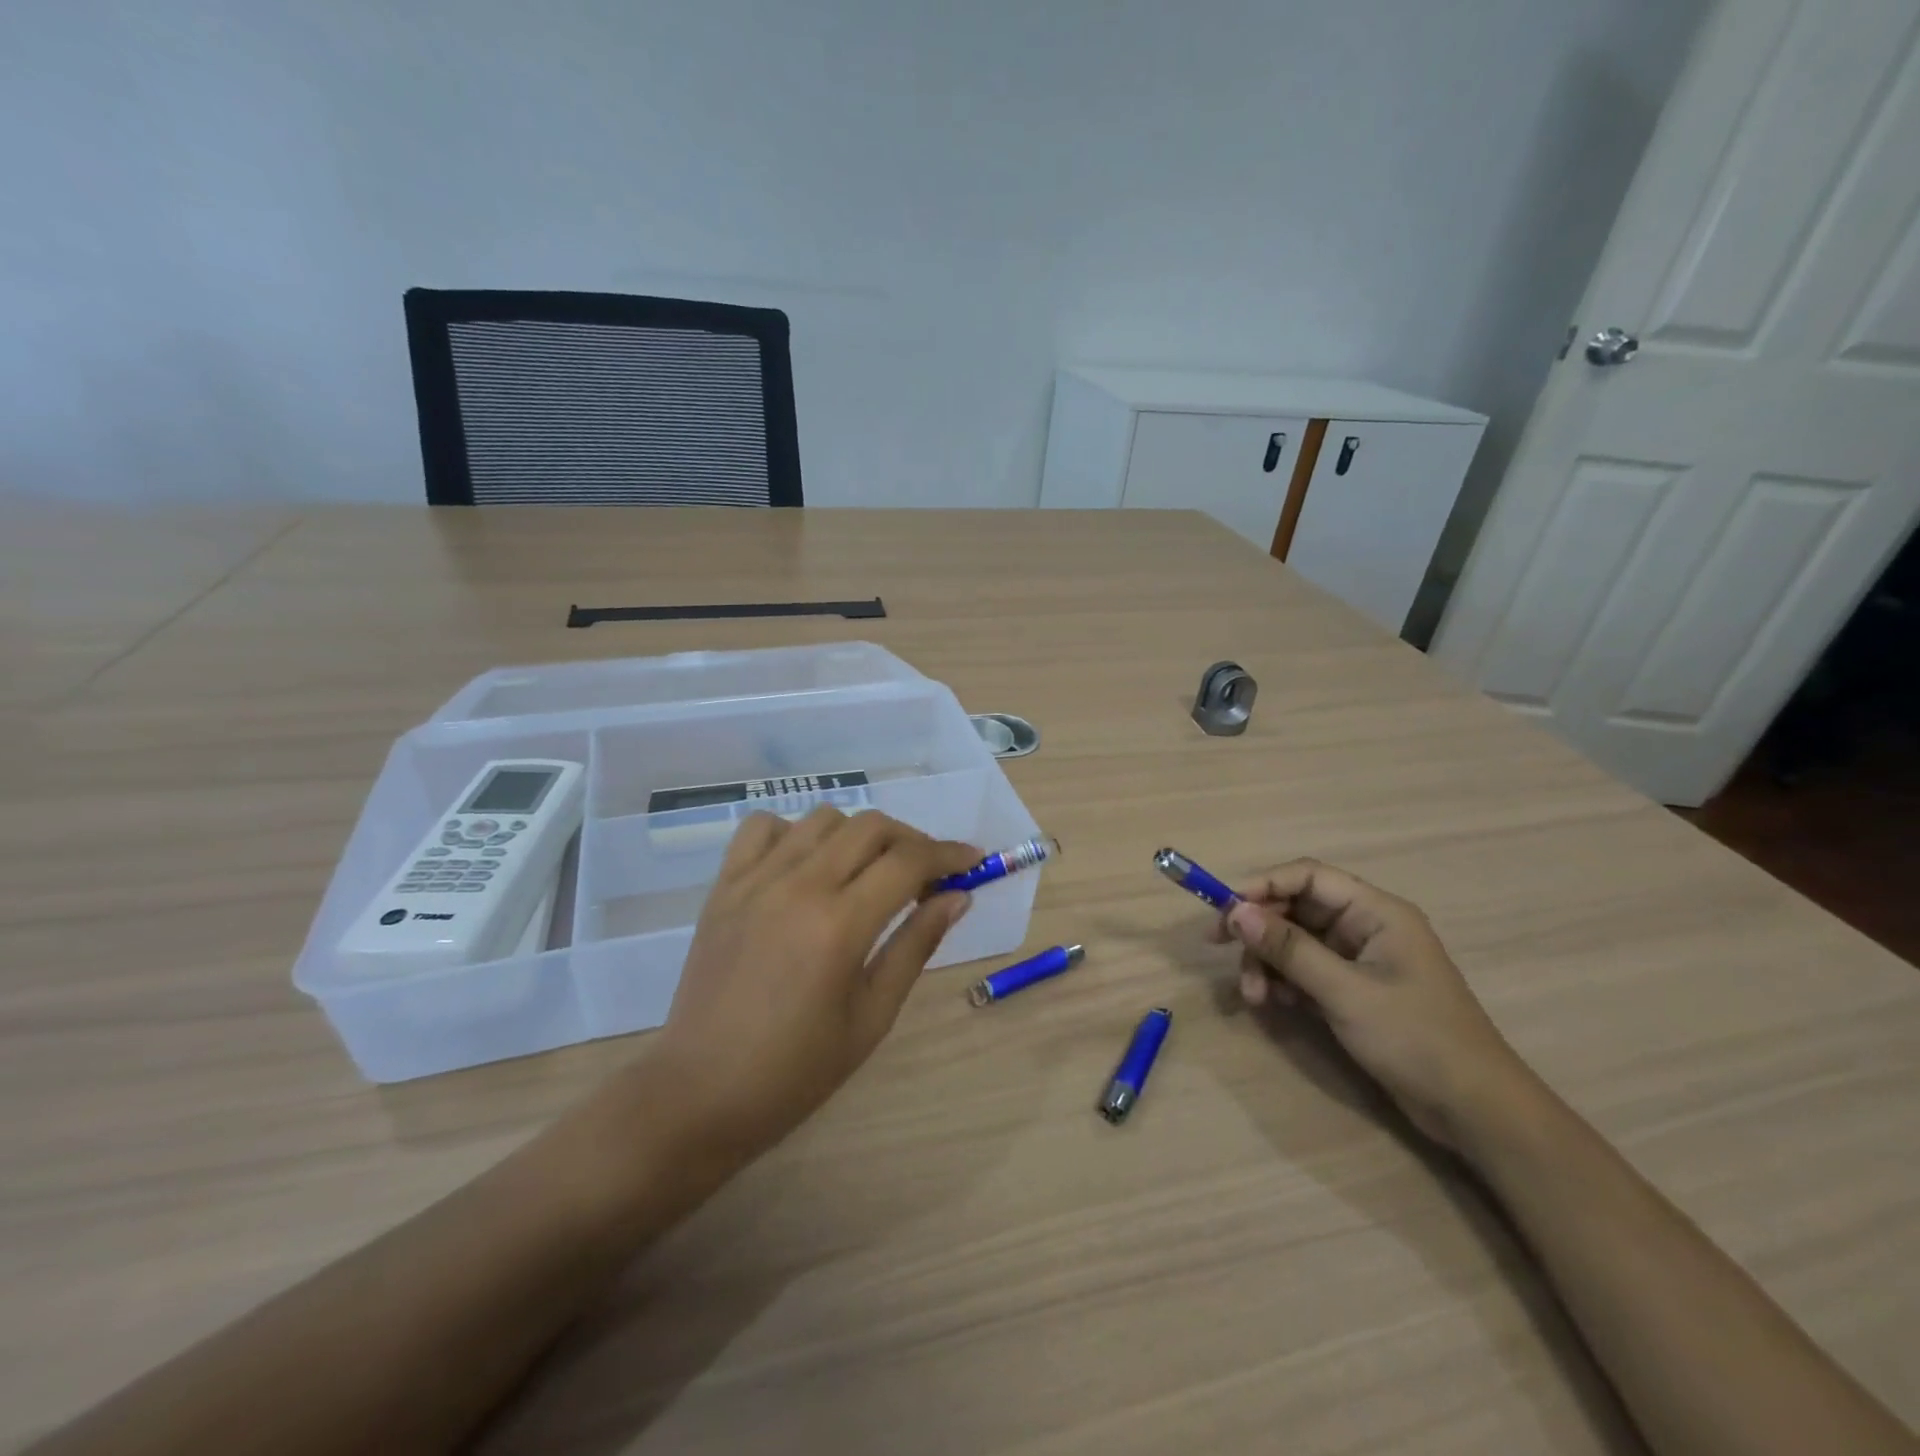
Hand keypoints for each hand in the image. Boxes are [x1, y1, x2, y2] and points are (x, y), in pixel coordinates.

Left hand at [651, 807, 978, 1159]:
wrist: (701, 1092)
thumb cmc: (796, 1069)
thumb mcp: (872, 1016)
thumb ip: (916, 946)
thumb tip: (957, 897)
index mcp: (839, 924)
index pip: (909, 860)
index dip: (949, 854)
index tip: (973, 861)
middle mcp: (798, 886)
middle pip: (871, 827)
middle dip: (912, 841)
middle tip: (926, 874)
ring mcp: (755, 880)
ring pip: (822, 819)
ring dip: (859, 835)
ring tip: (868, 871)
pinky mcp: (724, 886)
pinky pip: (762, 827)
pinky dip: (794, 833)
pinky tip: (806, 864)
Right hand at [1210, 859, 1531, 1149]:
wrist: (1474, 1110)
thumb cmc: (1416, 1039)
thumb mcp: (1345, 992)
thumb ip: (1289, 949)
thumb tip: (1236, 912)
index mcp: (1375, 912)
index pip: (1307, 877)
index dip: (1262, 886)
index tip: (1224, 910)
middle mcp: (1365, 926)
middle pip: (1295, 909)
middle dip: (1260, 932)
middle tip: (1224, 952)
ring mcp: (1359, 960)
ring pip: (1294, 942)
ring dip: (1268, 962)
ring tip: (1254, 997)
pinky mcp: (1353, 989)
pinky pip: (1305, 970)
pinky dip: (1283, 982)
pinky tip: (1274, 1004)